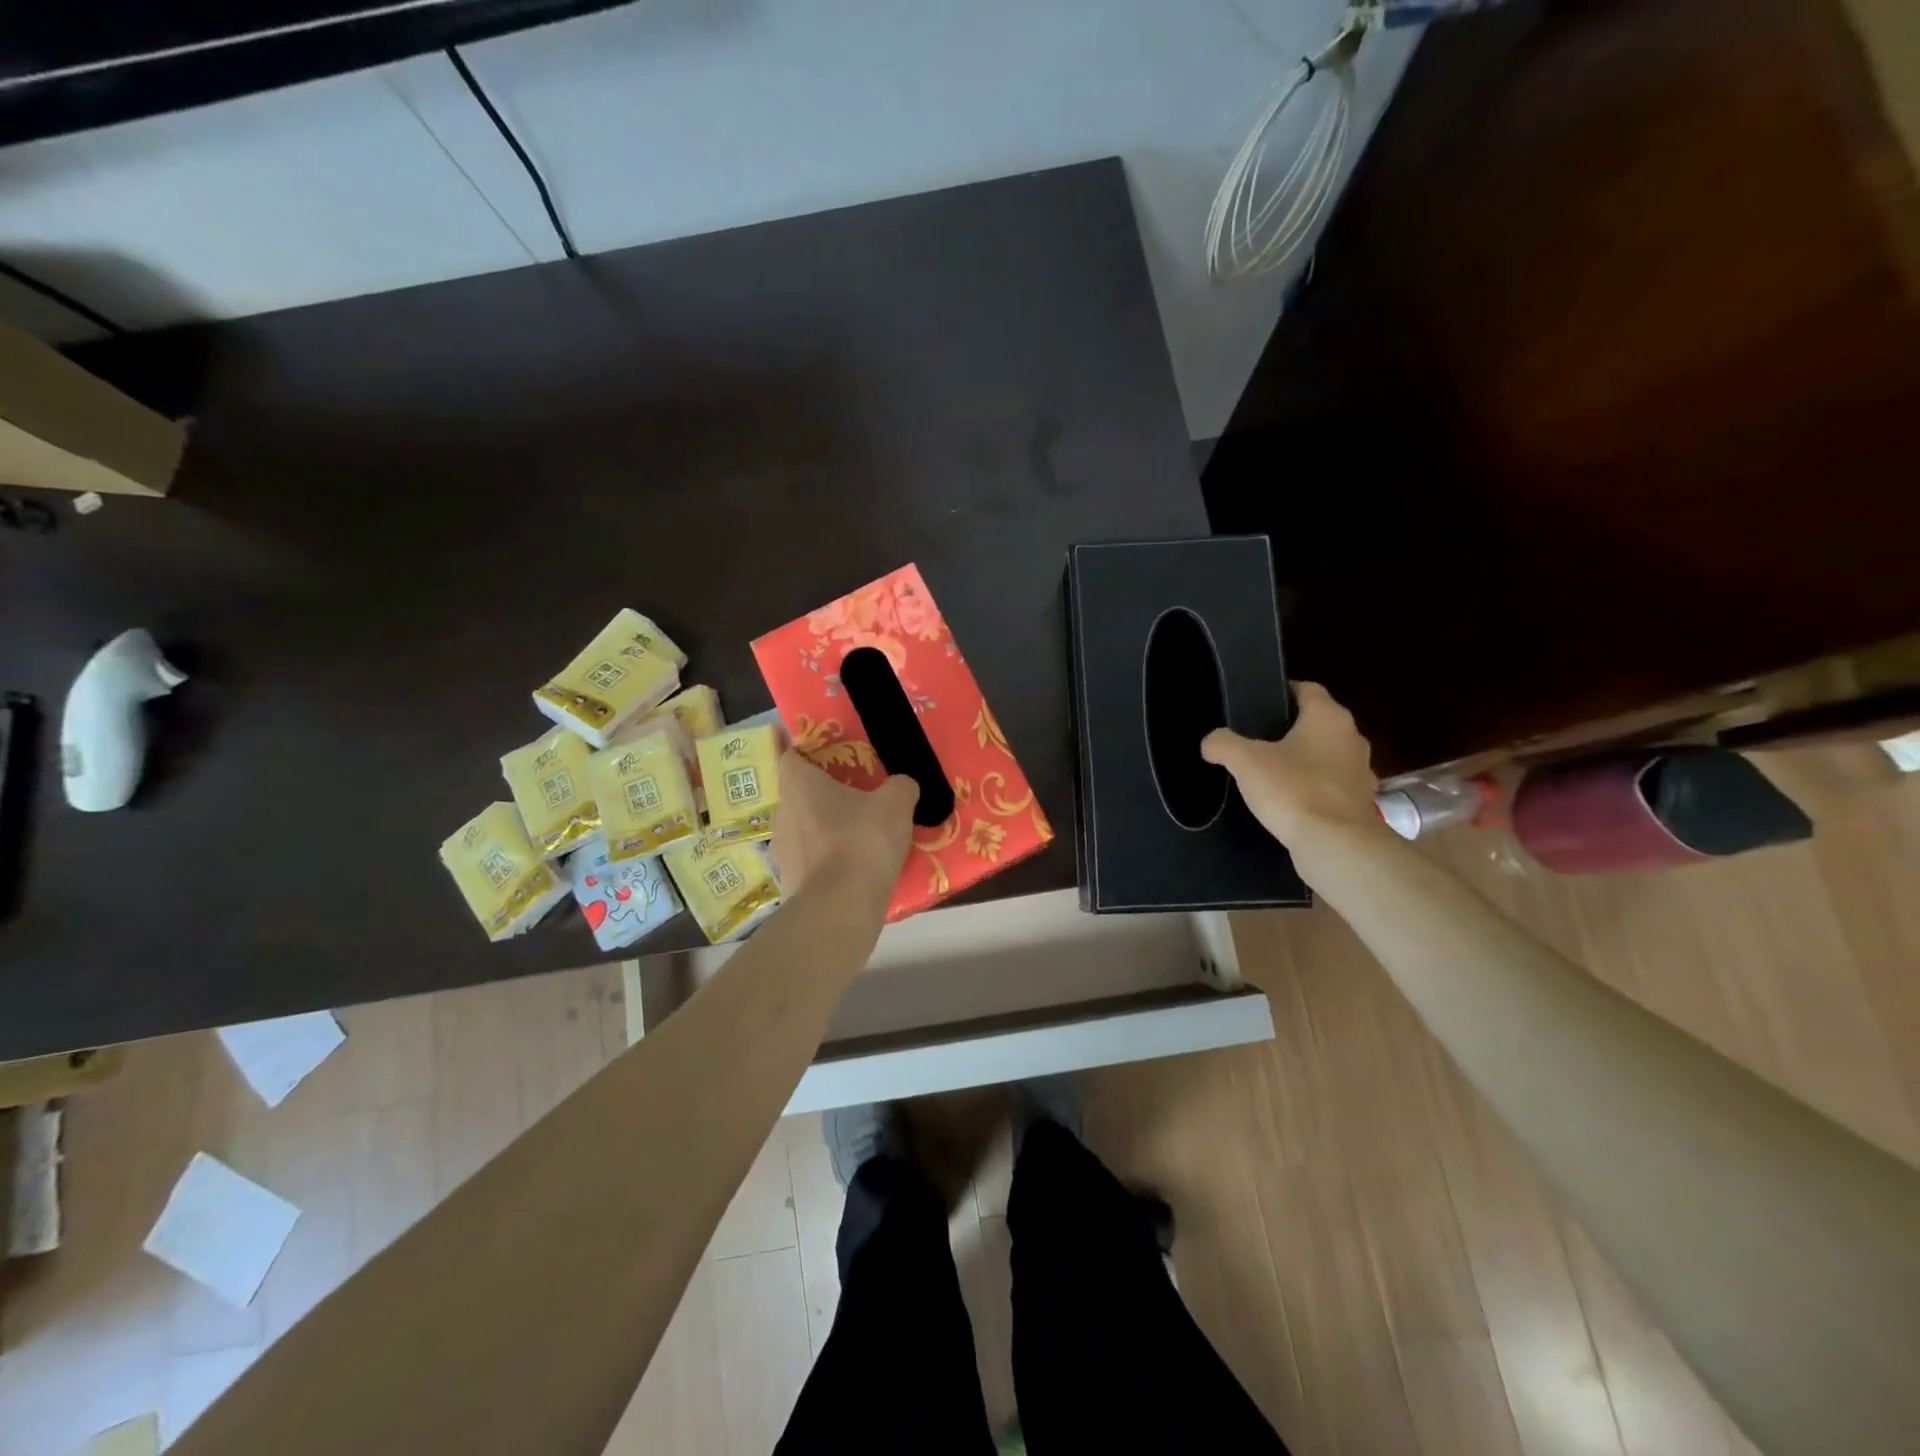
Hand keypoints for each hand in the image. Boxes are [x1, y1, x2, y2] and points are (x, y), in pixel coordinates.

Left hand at [771, 749, 918, 897]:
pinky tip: (852, 871)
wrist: (840, 908)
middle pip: (798, 796)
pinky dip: (826, 864)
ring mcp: (780, 852)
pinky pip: (809, 864)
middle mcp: (781, 813)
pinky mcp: (788, 884)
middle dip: (821, 796)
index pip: (790, 756)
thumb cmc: (862, 841)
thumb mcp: (896, 804)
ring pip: (802, 831)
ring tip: (856, 839)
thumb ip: (900, 787)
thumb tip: (901, 786)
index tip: (825, 756)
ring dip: (823, 832)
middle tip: (853, 799)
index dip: (805, 752)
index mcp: (799, 785)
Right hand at [1201, 682, 1378, 847]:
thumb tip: (1210, 742)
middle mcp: (1352, 737)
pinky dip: (1314, 789)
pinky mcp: (1361, 803)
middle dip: (1291, 729)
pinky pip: (1332, 786)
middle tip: (1257, 740)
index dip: (1281, 692)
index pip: (1307, 689)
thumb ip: (1223, 744)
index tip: (1258, 705)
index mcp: (1328, 717)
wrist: (1335, 845)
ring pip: (1327, 755)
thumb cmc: (1293, 790)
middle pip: (1318, 722)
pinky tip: (1291, 802)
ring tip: (1272, 773)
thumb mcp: (1245, 762)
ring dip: (1305, 760)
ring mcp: (1361, 772)